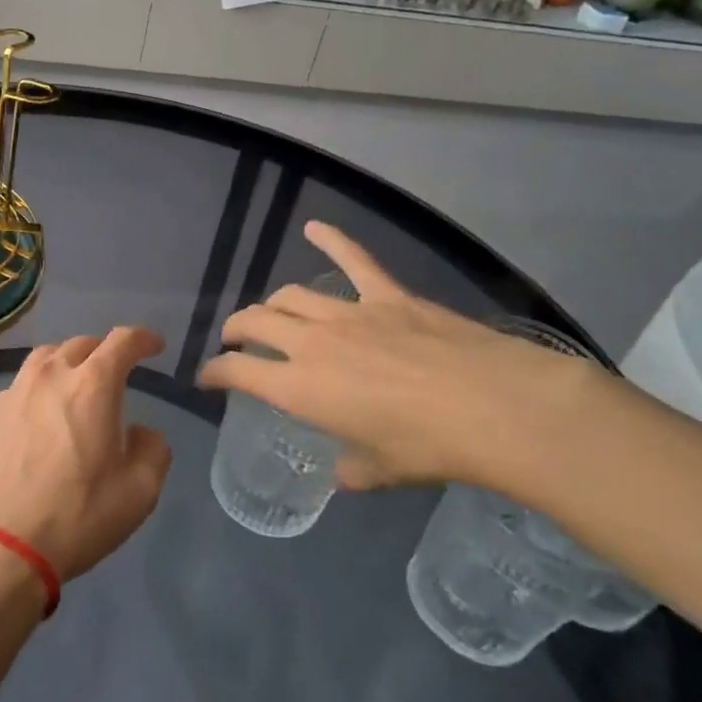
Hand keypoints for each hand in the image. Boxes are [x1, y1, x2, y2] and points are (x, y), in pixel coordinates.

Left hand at [0, 328, 172, 580]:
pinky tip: (43, 415)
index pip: (123, 341)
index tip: (155, 346)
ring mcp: (15, 392)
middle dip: (105, 351)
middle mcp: (52, 375)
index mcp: (93, 384)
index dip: (143, 338)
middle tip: (117, 373)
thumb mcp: (139, 492)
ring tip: (77, 385)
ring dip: (69, 362)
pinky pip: (23, 384)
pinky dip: (41, 387)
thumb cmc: (77, 515)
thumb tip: (141, 433)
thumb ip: (152, 451)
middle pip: (83, 344)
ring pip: (47, 358)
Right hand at [198, 223, 619, 492]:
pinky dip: (331, 240)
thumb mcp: (382, 471)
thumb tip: (343, 475)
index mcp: (301, 389)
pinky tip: (314, 226)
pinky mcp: (387, 295)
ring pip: (291, 295)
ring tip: (270, 311)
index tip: (207, 377)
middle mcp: (311, 343)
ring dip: (272, 303)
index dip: (215, 372)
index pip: (238, 372)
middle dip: (235, 330)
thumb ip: (352, 471)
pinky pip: (353, 259)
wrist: (493, 406)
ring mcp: (349, 313)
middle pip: (255, 322)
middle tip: (234, 340)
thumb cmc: (430, 448)